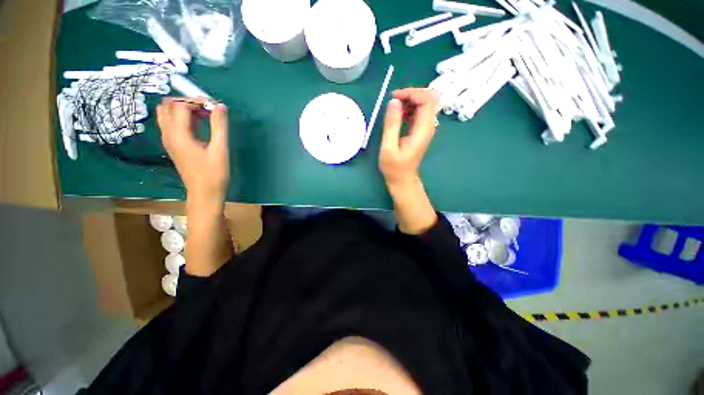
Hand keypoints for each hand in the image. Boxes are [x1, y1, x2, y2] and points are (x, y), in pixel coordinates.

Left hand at [157, 98, 229, 201]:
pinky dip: (183, 118)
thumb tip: (220, 106)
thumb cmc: (214, 173)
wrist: (204, 193)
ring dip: (183, 109)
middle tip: (208, 110)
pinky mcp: (173, 145)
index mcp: (178, 134)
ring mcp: (168, 140)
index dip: (197, 101)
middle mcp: (168, 134)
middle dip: (188, 102)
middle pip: (168, 105)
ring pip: (167, 113)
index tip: (215, 106)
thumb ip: (219, 126)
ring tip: (203, 116)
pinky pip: (171, 123)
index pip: (180, 105)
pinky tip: (198, 125)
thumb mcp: (220, 149)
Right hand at [379, 88, 439, 190]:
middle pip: (428, 99)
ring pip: (424, 104)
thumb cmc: (394, 167)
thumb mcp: (388, 147)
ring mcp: (425, 128)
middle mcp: (428, 126)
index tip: (395, 97)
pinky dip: (409, 108)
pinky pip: (419, 112)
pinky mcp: (420, 131)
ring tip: (393, 108)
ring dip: (409, 101)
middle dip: (411, 95)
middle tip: (394, 101)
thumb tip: (394, 101)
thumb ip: (391, 125)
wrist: (402, 179)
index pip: (427, 100)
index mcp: (422, 130)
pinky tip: (398, 115)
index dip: (412, 93)